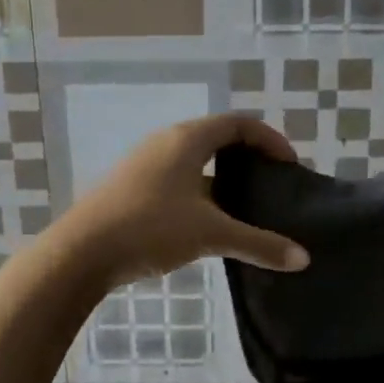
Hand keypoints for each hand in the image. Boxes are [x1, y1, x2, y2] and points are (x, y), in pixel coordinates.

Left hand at [58, 115, 309, 291]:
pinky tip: (210, 222)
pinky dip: (203, 191)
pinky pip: (179, 178)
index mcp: (188, 139)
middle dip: (249, 157)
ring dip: (225, 177)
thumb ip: (259, 244)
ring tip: (247, 206)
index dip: (270, 140)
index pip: (239, 123)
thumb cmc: (150, 228)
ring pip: (196, 160)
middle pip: (218, 137)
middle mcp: (166, 142)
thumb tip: (302, 258)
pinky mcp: (133, 185)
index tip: (290, 166)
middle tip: (273, 183)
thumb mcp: (210, 234)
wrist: (80, 252)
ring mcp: (146, 163)